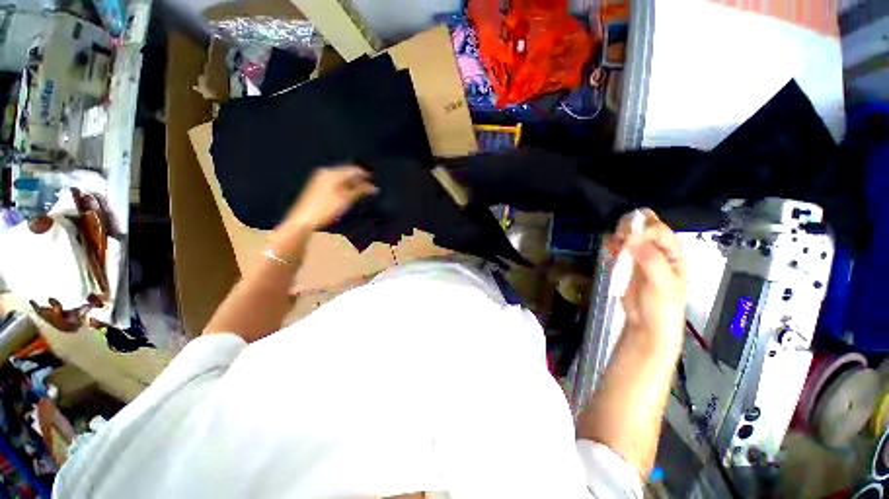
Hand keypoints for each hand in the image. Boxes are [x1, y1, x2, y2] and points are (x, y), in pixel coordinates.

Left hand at [269, 166, 375, 259]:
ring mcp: (320, 179)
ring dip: (353, 184)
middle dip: (360, 179)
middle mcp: (325, 173)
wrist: (303, 221)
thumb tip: (373, 188)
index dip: (366, 176)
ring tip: (362, 192)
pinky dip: (345, 186)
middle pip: (347, 173)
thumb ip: (360, 191)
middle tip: (370, 188)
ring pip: (341, 178)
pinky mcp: (317, 187)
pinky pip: (335, 182)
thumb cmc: (325, 210)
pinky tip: (349, 194)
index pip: (354, 170)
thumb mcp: (346, 199)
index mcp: (332, 173)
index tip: (375, 183)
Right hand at [608, 209, 685, 350]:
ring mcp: (639, 255)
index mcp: (672, 251)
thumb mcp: (662, 283)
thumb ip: (649, 258)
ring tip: (613, 248)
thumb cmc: (662, 305)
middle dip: (628, 228)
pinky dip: (610, 246)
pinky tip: (608, 251)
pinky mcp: (624, 263)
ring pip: (627, 234)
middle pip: (642, 226)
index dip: (642, 229)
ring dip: (617, 236)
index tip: (627, 238)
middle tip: (618, 239)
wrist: (647, 324)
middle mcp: (656, 249)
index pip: (657, 228)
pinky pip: (616, 247)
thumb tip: (630, 236)